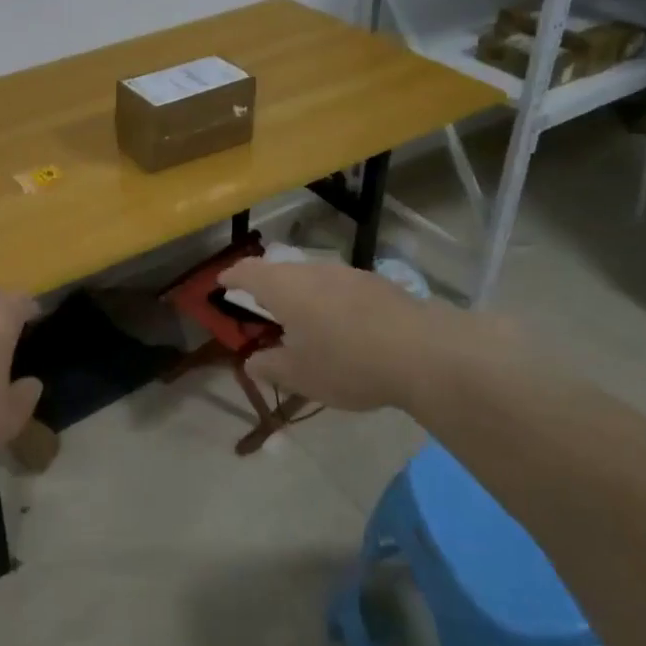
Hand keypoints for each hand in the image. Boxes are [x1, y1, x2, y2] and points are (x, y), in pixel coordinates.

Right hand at [219, 259, 513, 411]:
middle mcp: (313, 271)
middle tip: (258, 305)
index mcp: (285, 288)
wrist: (424, 353)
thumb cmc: (347, 363)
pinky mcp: (377, 284)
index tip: (221, 283)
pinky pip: (338, 286)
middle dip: (265, 285)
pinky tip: (339, 324)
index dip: (232, 276)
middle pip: (280, 270)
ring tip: (298, 317)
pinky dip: (327, 300)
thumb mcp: (299, 375)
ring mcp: (348, 274)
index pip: (248, 272)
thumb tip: (251, 361)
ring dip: (299, 292)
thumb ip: (269, 366)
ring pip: (312, 276)